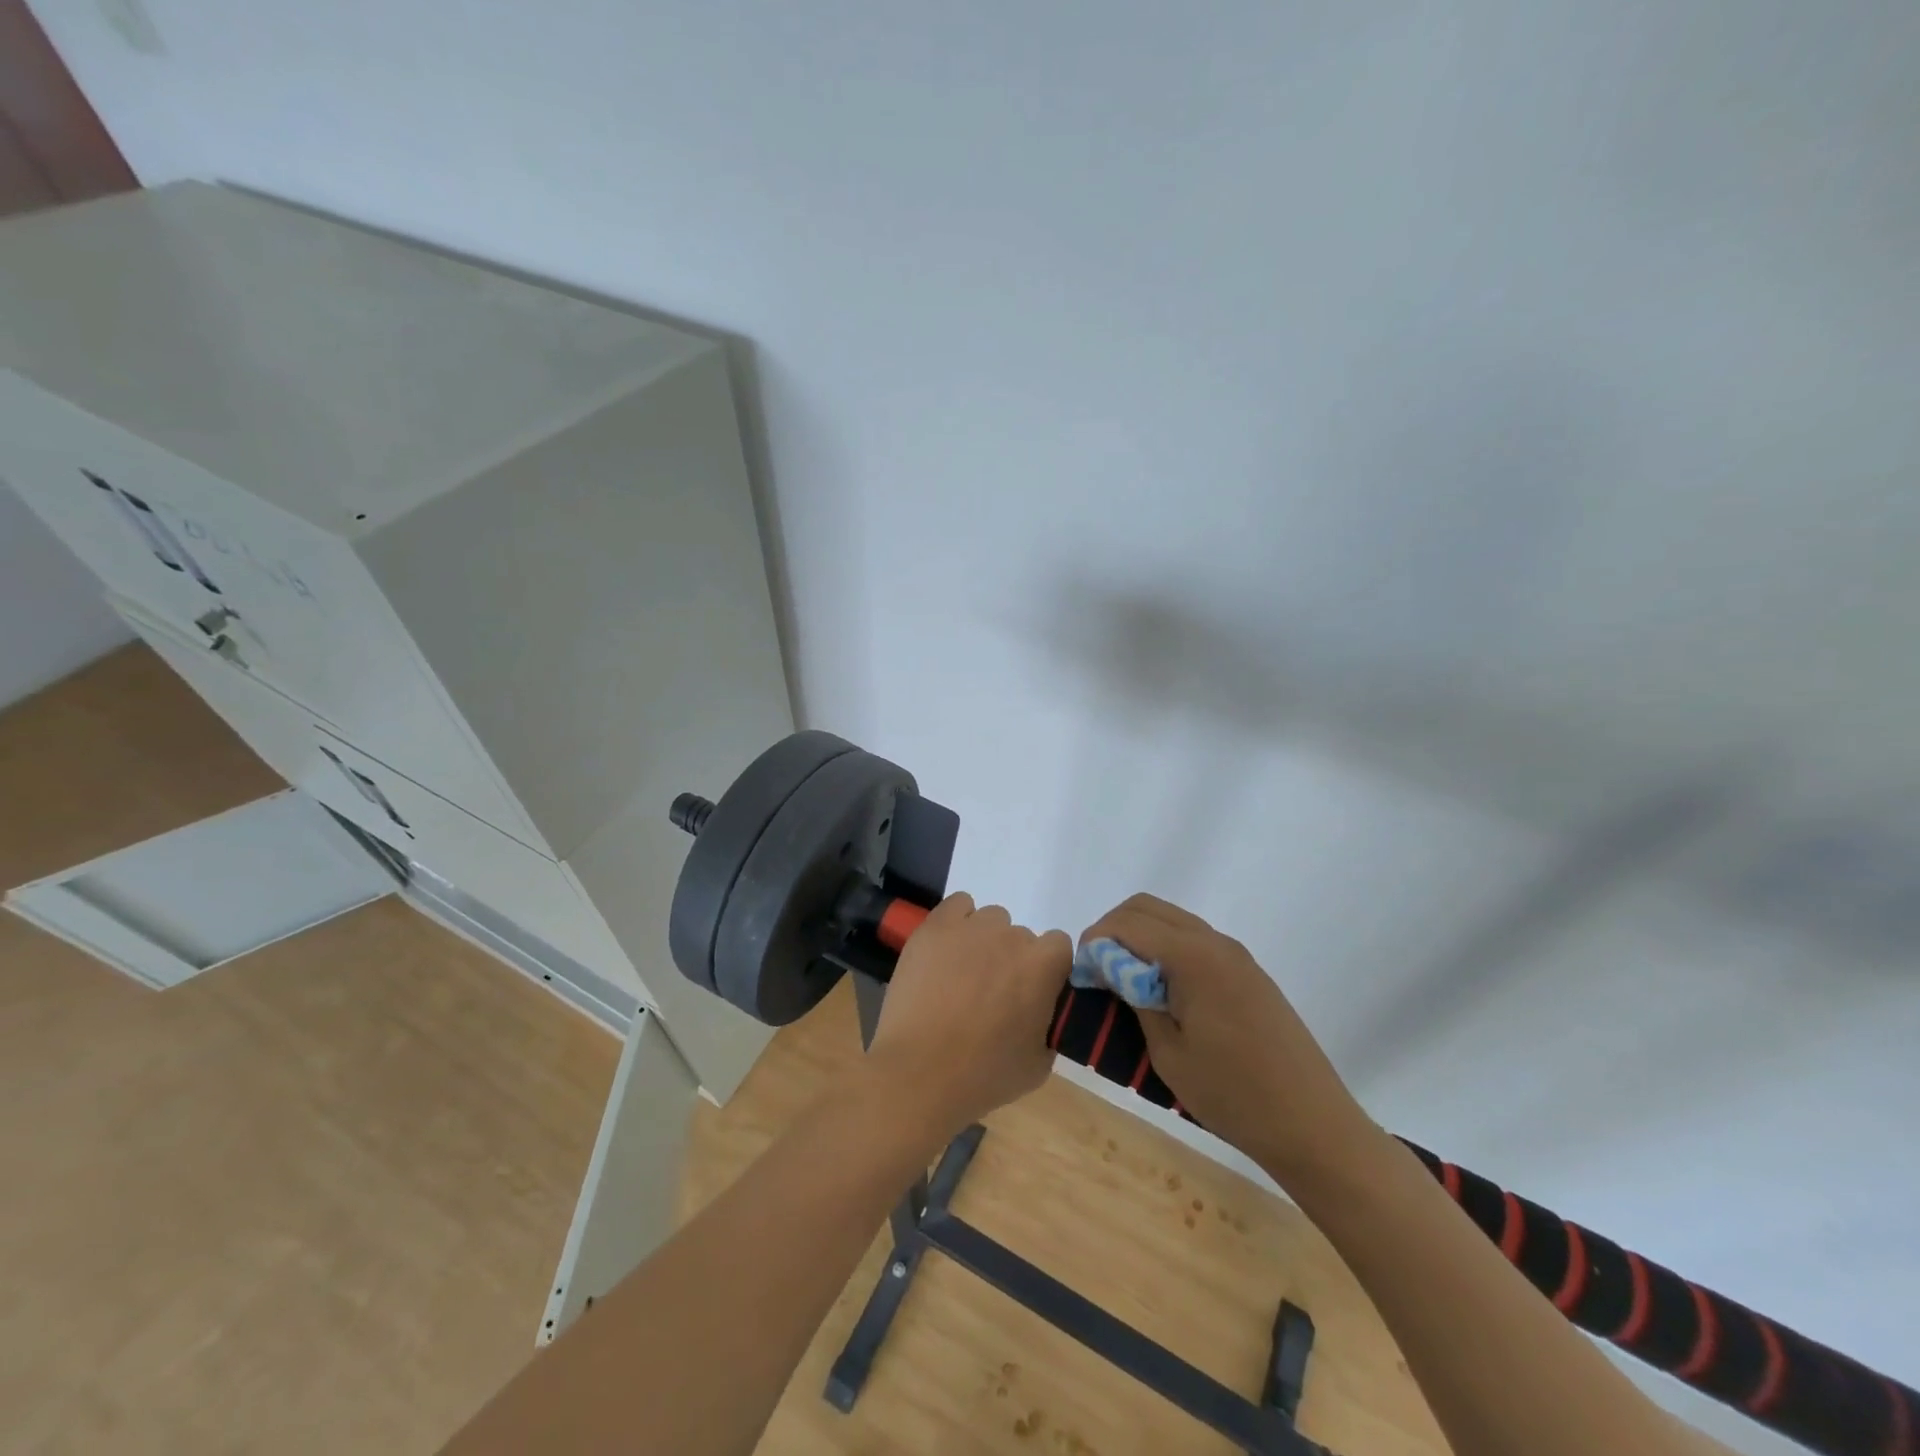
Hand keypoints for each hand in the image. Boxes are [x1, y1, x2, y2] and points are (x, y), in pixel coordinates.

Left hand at [867, 893, 1071, 1140]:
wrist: (920, 1073)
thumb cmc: (984, 1075)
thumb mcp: (1039, 1064)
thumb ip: (1050, 1025)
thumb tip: (1042, 1012)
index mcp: (1043, 966)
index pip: (1058, 947)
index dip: (1046, 970)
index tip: (1031, 994)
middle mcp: (1012, 936)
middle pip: (1020, 937)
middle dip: (1010, 961)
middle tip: (991, 994)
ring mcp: (972, 927)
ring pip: (990, 920)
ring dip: (984, 942)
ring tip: (962, 975)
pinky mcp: (936, 926)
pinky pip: (958, 905)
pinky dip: (957, 922)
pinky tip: (946, 950)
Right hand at [1081, 894, 1374, 1182]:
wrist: (1313, 1125)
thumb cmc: (1233, 1095)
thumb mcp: (1167, 1052)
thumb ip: (1135, 998)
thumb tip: (1110, 968)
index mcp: (1192, 957)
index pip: (1127, 924)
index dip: (1094, 941)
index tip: (1081, 974)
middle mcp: (1214, 942)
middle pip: (1147, 908)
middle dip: (1113, 930)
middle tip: (1099, 972)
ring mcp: (1235, 955)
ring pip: (1172, 920)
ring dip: (1141, 938)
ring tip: (1126, 983)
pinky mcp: (1248, 972)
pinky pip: (1195, 940)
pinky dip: (1166, 950)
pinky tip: (1162, 991)